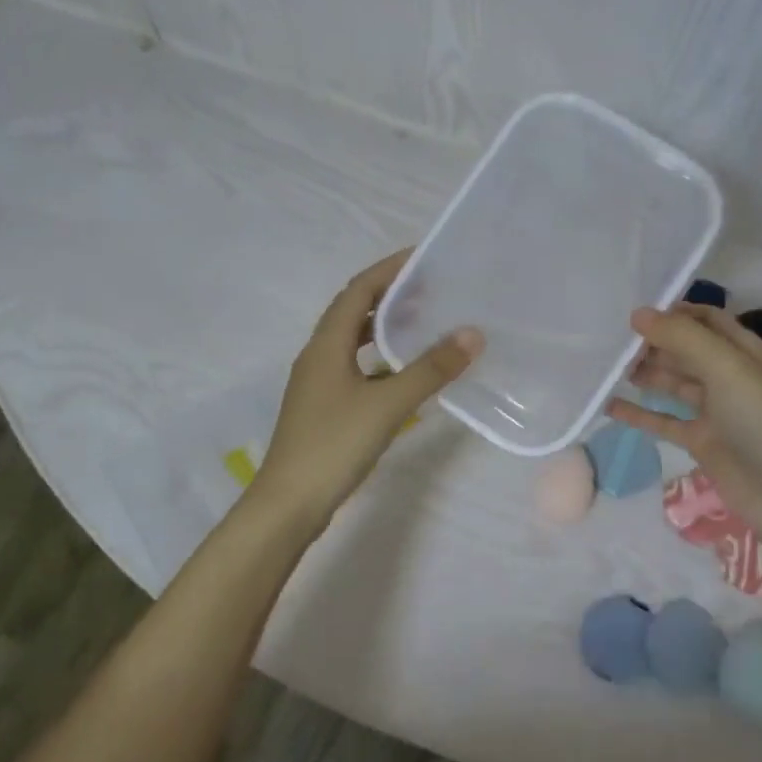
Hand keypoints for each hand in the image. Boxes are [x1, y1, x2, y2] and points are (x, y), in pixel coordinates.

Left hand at [253, 249, 481, 525]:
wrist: (289, 504)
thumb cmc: (334, 445)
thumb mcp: (387, 405)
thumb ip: (430, 370)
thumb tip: (472, 335)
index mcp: (326, 345)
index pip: (357, 291)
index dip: (388, 270)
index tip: (422, 257)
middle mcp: (317, 356)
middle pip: (352, 311)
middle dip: (388, 294)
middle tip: (430, 288)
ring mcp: (318, 383)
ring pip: (352, 341)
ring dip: (382, 326)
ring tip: (421, 321)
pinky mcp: (323, 407)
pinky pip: (354, 367)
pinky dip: (379, 358)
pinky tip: (402, 372)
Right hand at [607, 305, 761, 555]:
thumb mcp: (727, 368)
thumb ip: (683, 338)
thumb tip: (637, 313)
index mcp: (746, 352)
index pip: (707, 320)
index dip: (675, 313)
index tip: (635, 313)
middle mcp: (731, 377)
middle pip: (687, 350)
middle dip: (654, 343)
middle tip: (612, 342)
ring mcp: (715, 412)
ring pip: (674, 383)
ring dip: (645, 374)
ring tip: (607, 368)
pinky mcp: (702, 442)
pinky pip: (664, 421)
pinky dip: (639, 413)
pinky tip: (609, 406)